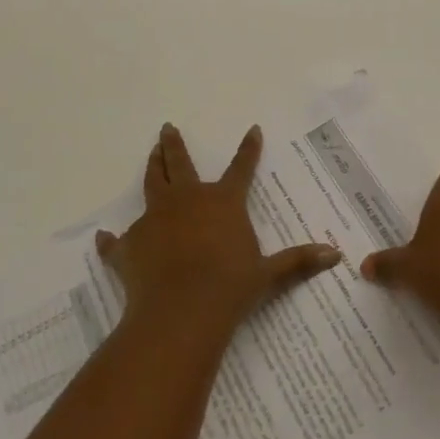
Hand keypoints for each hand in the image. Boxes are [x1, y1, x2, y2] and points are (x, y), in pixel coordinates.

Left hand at [96, 123, 341, 336]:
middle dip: (174, 144)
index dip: (248, 149)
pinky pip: (118, 242)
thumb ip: (299, 261)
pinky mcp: (130, 245)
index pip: (241, 168)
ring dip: (151, 168)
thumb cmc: (230, 287)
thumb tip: (336, 255)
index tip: (252, 129)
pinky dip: (111, 242)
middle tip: (167, 128)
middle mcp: (187, 200)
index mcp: (223, 201)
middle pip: (179, 164)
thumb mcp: (268, 274)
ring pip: (152, 185)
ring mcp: (155, 219)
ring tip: (150, 154)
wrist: (182, 310)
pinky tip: (103, 239)